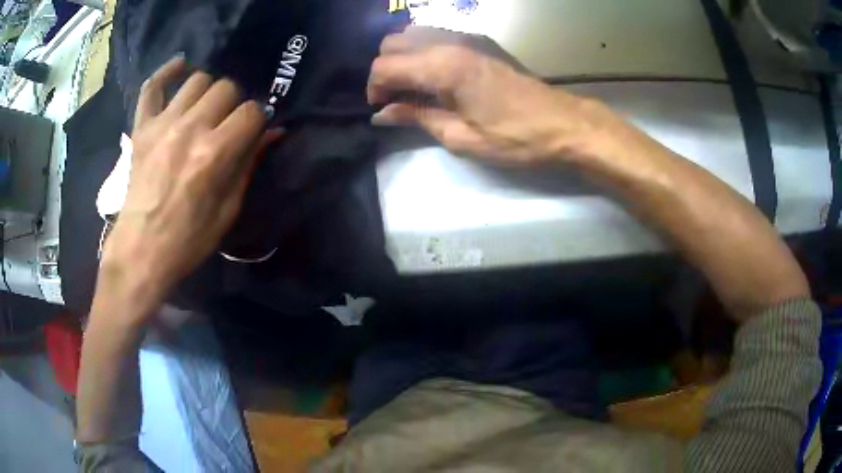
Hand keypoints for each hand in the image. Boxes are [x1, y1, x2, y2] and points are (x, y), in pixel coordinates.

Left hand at [98, 56, 280, 314]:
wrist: (141, 251)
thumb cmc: (188, 239)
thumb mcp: (228, 209)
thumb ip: (249, 164)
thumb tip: (274, 132)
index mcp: (215, 153)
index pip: (252, 112)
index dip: (257, 121)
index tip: (252, 132)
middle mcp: (190, 129)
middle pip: (226, 87)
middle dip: (234, 104)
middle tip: (226, 123)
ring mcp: (162, 124)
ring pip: (197, 79)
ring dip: (207, 92)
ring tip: (204, 109)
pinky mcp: (142, 127)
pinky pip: (152, 85)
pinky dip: (167, 72)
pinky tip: (181, 69)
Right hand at [368, 27, 614, 164]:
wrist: (563, 124)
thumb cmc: (514, 137)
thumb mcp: (461, 137)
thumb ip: (417, 118)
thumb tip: (383, 114)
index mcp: (443, 67)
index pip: (385, 66)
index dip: (375, 88)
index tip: (382, 109)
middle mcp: (449, 42)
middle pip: (393, 42)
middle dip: (385, 69)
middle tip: (395, 98)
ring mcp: (467, 37)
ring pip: (413, 34)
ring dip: (403, 58)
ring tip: (413, 87)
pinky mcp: (480, 41)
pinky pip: (436, 36)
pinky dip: (423, 52)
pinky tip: (434, 76)